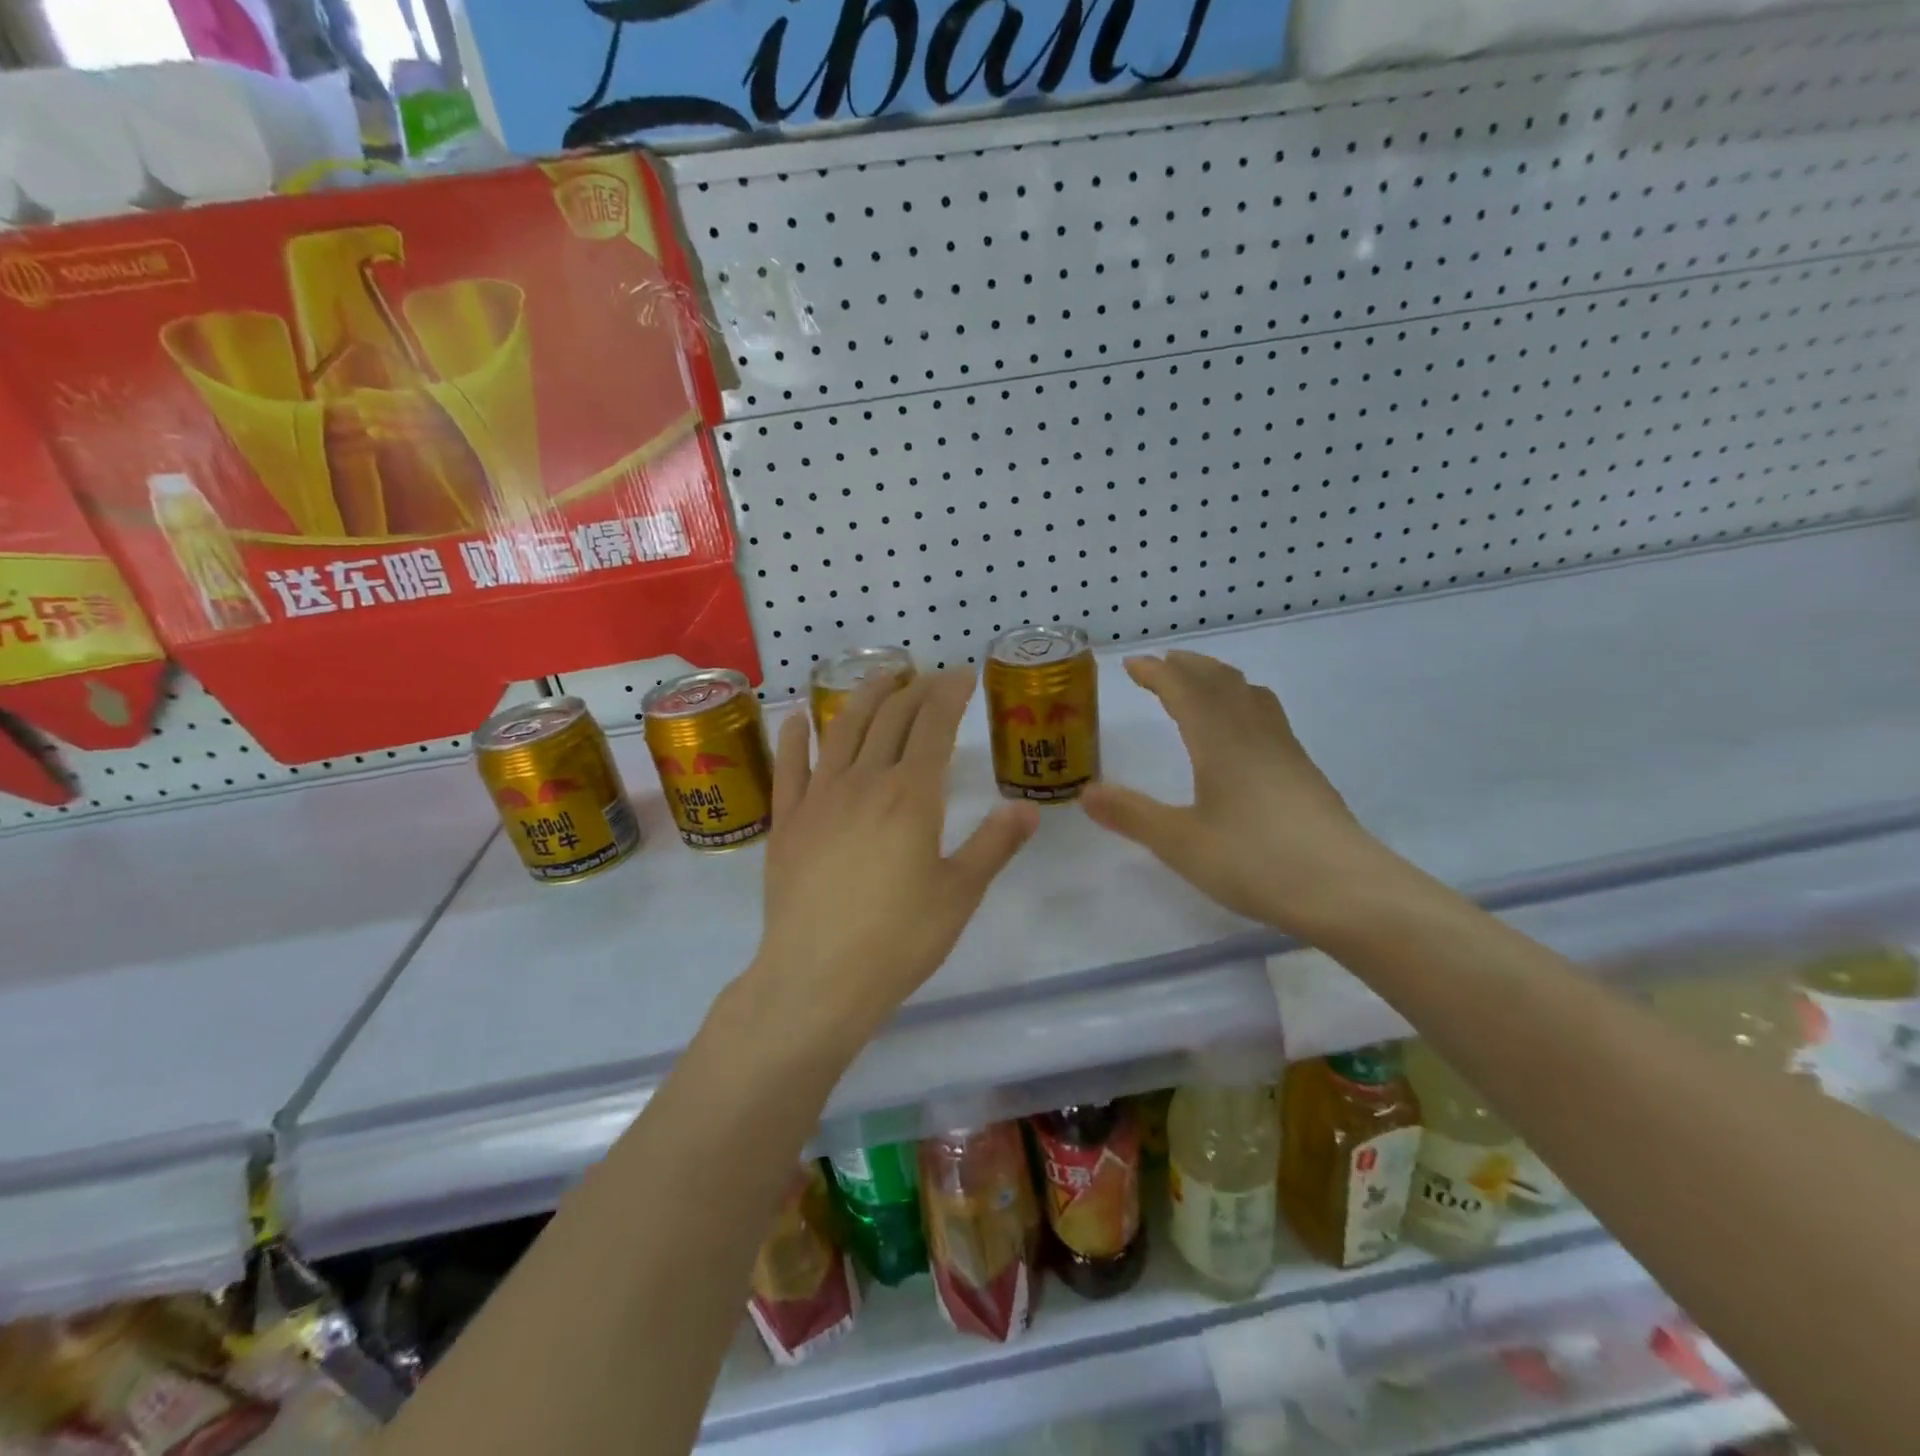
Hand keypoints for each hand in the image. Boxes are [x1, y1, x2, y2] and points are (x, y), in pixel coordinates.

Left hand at [749, 669, 1038, 1050]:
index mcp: (912, 795)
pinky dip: (795, 736)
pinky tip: (800, 717)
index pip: (934, 725)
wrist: (817, 978)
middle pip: (891, 719)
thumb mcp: (960, 894)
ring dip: (863, 697)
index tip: (963, 675)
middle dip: (915, 689)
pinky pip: (790, 767)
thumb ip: (994, 844)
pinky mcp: (788, 822)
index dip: (950, 694)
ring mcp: (820, 798)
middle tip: (930, 676)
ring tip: (880, 676)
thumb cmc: (898, 940)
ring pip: (842, 730)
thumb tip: (1029, 808)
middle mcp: (864, 782)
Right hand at [1080, 651, 1392, 937]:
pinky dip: (1242, 701)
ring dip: (1219, 678)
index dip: (1156, 673)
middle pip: (1220, 681)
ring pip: (1249, 694)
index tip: (1132, 664)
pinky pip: (1267, 715)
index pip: (1184, 690)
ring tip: (1200, 682)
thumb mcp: (1181, 843)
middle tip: (1162, 664)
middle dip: (1188, 667)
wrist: (1346, 889)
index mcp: (1219, 741)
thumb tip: (1084, 793)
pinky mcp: (1303, 771)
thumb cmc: (1255, 861)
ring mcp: (1284, 750)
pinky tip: (1243, 729)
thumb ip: (1132, 815)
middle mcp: (1253, 734)